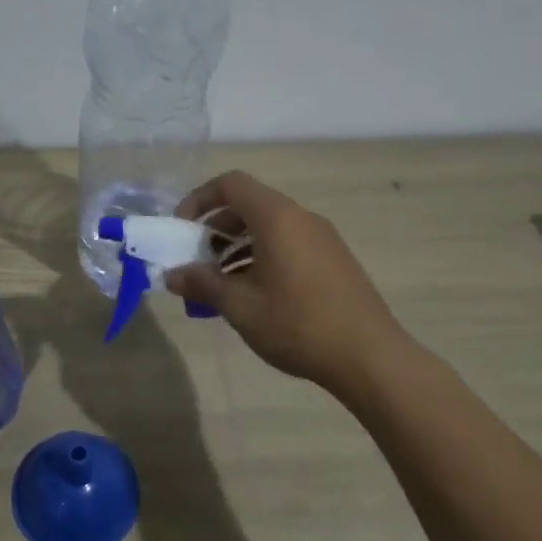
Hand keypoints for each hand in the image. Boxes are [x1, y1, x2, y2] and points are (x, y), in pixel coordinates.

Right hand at [166, 171, 404, 395]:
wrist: (369, 356)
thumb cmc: (298, 324)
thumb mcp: (240, 306)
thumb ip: (203, 284)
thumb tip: (172, 275)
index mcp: (277, 218)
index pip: (231, 184)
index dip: (199, 199)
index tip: (182, 229)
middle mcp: (300, 218)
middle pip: (249, 205)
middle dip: (215, 228)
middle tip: (197, 261)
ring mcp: (321, 238)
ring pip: (269, 227)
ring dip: (237, 246)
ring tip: (220, 283)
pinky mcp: (333, 260)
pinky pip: (288, 244)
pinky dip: (262, 256)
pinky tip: (253, 295)